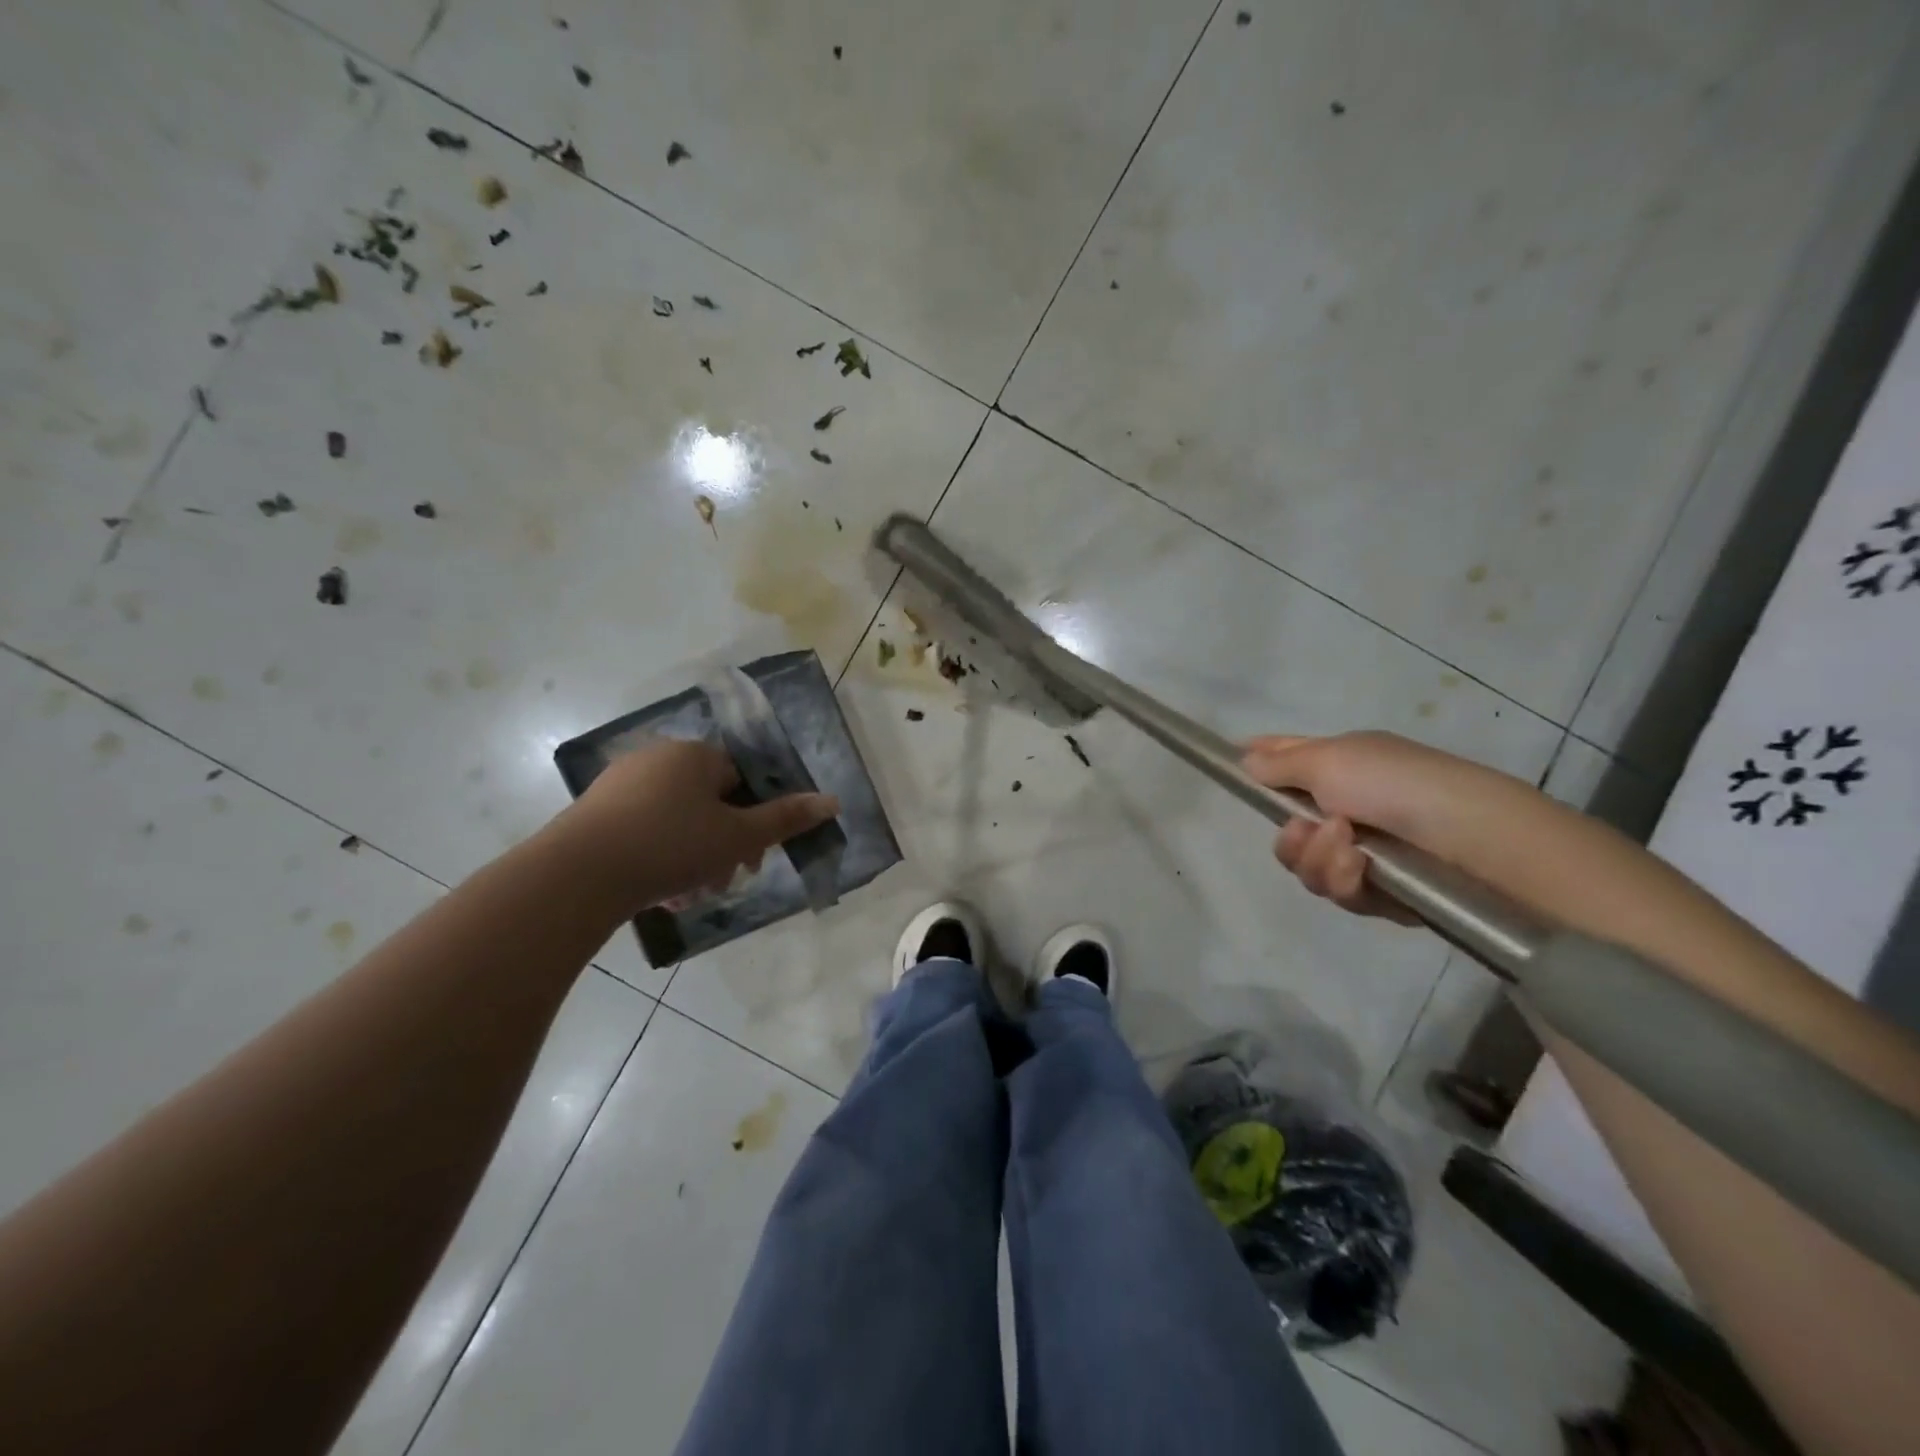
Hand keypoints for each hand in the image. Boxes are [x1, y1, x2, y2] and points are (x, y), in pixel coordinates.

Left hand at [553, 737, 838, 913]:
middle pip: (709, 800)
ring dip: (692, 855)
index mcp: (695, 754)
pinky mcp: (594, 811)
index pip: (741, 778)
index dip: (753, 818)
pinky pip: (643, 828)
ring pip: (676, 819)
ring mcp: (620, 782)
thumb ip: (786, 818)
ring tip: (689, 894)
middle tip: (723, 880)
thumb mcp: (738, 836)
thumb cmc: (671, 846)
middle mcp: (658, 757)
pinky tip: (658, 891)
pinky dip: (658, 855)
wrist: (577, 875)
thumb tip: (832, 800)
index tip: (752, 857)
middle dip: (722, 843)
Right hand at [1240, 731, 1509, 924]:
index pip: (1288, 759)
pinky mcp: (1379, 893)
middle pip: (1288, 831)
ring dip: (1319, 858)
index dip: (1259, 762)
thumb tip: (1245, 760)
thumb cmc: (1395, 784)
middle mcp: (1348, 808)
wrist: (1470, 840)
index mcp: (1341, 767)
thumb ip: (1280, 764)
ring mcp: (1363, 852)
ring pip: (1307, 867)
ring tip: (1350, 850)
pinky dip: (1344, 880)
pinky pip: (1337, 891)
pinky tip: (1363, 870)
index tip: (1235, 768)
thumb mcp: (1329, 760)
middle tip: (1307, 830)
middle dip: (1292, 838)